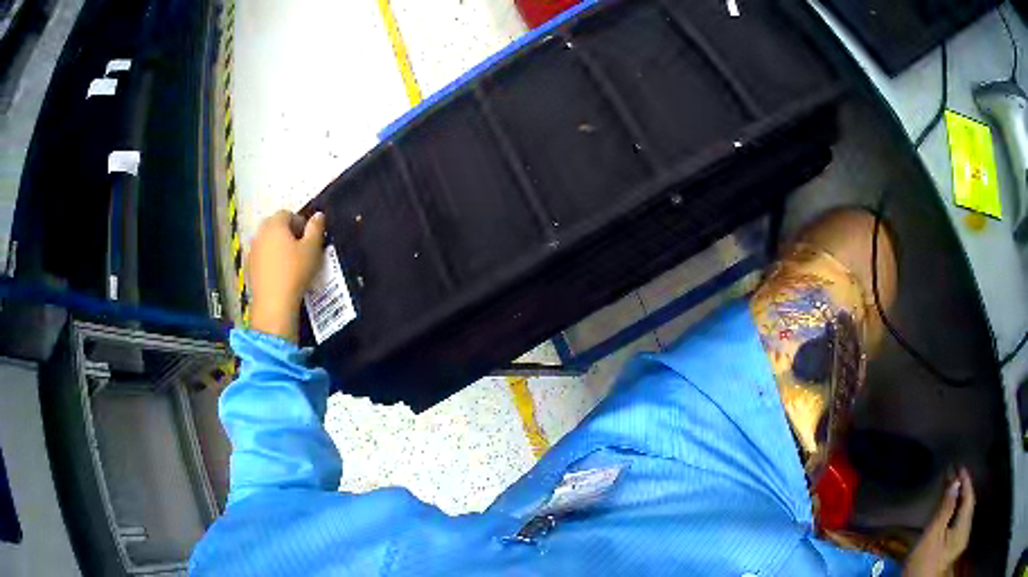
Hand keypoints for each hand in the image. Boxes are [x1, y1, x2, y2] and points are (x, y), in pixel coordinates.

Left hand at [248, 210, 325, 341]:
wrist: (274, 303)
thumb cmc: (295, 271)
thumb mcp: (312, 249)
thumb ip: (316, 228)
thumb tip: (318, 215)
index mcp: (275, 224)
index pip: (288, 214)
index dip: (300, 223)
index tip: (309, 238)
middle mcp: (260, 233)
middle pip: (275, 226)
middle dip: (287, 233)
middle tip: (300, 248)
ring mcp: (252, 250)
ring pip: (267, 241)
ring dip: (277, 246)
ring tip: (290, 262)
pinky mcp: (249, 266)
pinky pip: (261, 256)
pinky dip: (270, 259)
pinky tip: (279, 274)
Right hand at [904, 468, 975, 576]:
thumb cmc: (924, 562)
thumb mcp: (932, 536)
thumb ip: (945, 508)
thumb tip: (955, 481)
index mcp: (964, 525)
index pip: (969, 496)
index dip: (965, 480)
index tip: (959, 466)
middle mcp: (966, 531)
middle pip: (968, 505)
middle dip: (963, 491)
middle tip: (955, 477)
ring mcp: (960, 542)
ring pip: (964, 515)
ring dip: (960, 502)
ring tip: (953, 491)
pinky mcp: (954, 550)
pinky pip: (960, 524)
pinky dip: (957, 514)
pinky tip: (950, 513)